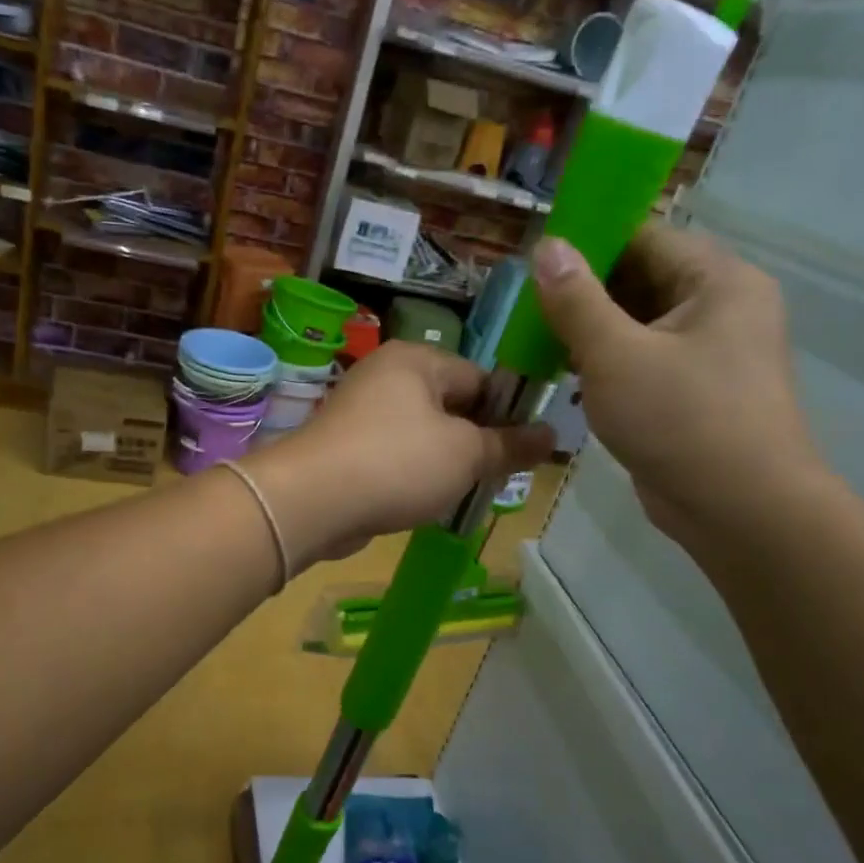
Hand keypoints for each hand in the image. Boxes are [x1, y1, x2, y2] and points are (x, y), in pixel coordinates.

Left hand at [244, 342, 553, 563]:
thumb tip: (552, 437)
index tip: (527, 450)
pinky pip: (394, 456)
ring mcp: (360, 412)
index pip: (480, 377)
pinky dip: (412, 476)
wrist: (311, 501)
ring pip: (422, 434)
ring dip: (445, 463)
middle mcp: (386, 376)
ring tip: (465, 492)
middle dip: (476, 441)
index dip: (508, 413)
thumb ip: (510, 445)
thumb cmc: (397, 462)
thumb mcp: (466, 454)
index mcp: (416, 360)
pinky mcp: (345, 447)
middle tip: (499, 477)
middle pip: (450, 405)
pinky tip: (425, 502)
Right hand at [531, 225, 828, 551]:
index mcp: (718, 281)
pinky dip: (607, 364)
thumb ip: (576, 299)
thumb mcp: (615, 355)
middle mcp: (721, 307)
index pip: (645, 238)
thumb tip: (546, 246)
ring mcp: (711, 352)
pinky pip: (644, 359)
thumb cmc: (681, 420)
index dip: (588, 244)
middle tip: (529, 311)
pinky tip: (569, 379)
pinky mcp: (695, 391)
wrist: (740, 511)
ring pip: (638, 324)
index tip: (536, 264)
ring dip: (590, 333)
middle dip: (583, 294)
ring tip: (539, 344)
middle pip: (640, 280)